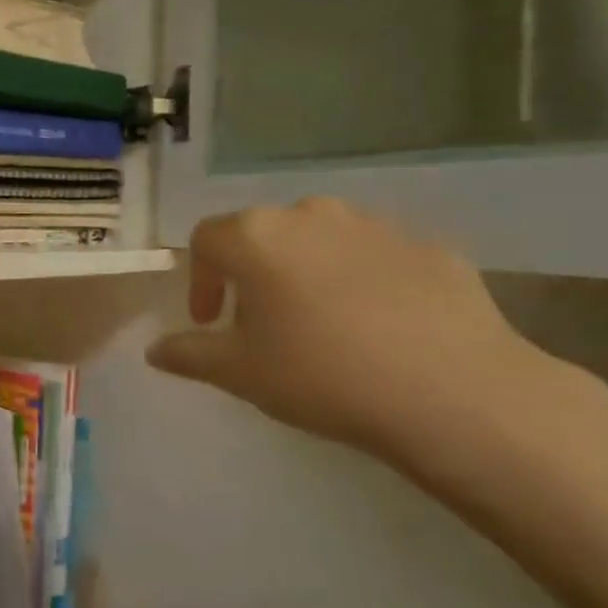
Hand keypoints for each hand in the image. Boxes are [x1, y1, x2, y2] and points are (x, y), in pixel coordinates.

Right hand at [146, 199, 559, 467]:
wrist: (454, 392)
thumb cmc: (322, 375)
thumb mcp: (240, 373)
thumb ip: (189, 354)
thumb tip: (154, 350)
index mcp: (257, 237)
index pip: (206, 240)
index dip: (200, 280)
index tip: (211, 323)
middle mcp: (311, 215)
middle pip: (263, 233)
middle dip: (253, 273)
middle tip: (262, 322)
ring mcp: (375, 226)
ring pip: (321, 240)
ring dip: (306, 271)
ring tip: (321, 322)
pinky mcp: (428, 247)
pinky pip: (375, 257)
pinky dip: (362, 280)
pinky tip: (379, 327)